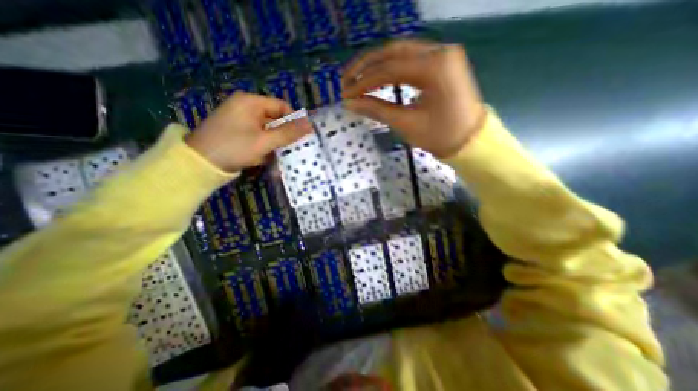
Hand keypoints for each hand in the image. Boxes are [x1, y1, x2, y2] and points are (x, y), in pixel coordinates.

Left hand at [186, 91, 309, 169]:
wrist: (200, 163)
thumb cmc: (234, 147)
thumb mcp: (264, 141)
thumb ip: (288, 133)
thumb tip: (310, 126)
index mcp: (251, 102)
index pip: (282, 106)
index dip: (294, 120)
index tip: (303, 136)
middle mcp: (246, 108)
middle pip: (275, 119)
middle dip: (285, 136)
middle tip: (295, 149)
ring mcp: (241, 121)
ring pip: (268, 131)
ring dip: (276, 144)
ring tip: (282, 157)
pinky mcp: (238, 133)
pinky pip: (259, 137)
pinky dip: (265, 147)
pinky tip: (267, 159)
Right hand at [343, 38, 485, 157]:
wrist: (469, 141)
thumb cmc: (440, 136)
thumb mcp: (406, 124)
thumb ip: (377, 110)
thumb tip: (350, 103)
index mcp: (434, 68)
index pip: (389, 69)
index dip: (363, 82)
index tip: (345, 93)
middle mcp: (439, 52)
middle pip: (393, 52)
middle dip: (366, 66)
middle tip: (346, 79)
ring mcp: (442, 54)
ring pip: (400, 53)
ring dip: (377, 64)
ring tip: (357, 77)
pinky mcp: (441, 62)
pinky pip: (410, 59)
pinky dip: (391, 67)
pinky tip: (378, 76)